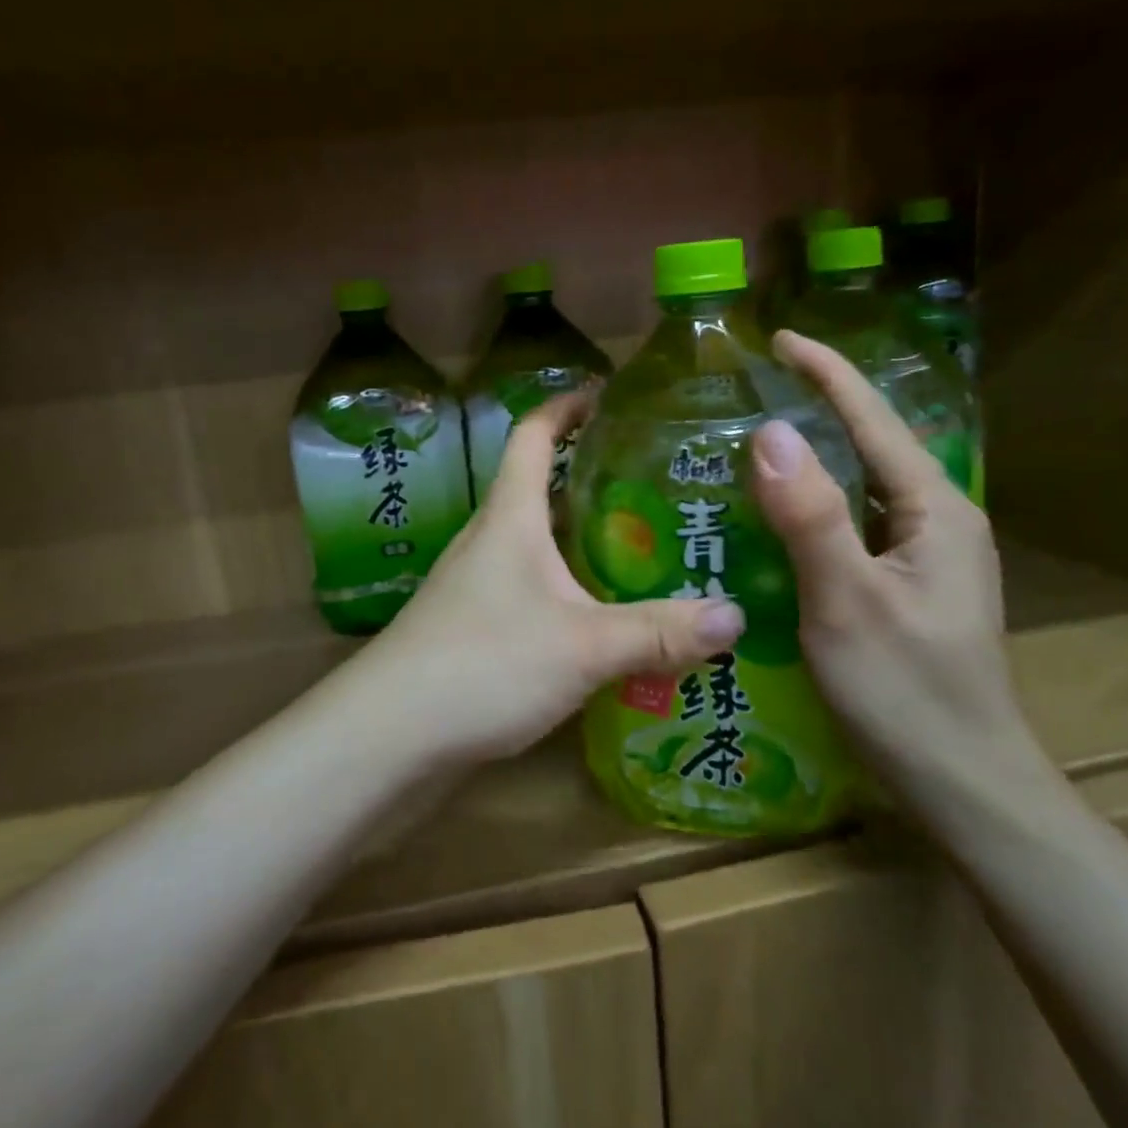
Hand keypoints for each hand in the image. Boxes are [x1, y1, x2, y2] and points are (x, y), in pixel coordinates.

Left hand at [356, 388, 745, 765]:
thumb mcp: (584, 645)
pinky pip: (535, 586)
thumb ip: (659, 631)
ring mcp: (480, 582)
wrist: (390, 732)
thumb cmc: (484, 663)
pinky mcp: (478, 623)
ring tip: (651, 547)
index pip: (534, 434)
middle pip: (545, 487)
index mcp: (511, 515)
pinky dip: (573, 586)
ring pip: (542, 541)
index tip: (610, 394)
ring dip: (587, 537)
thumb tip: (736, 615)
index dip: (567, 406)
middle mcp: (492, 537)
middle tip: (662, 485)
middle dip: (597, 477)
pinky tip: (608, 616)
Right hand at [749, 331, 1052, 812]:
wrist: (966, 785)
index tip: (778, 338)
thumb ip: (812, 515)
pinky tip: (779, 514)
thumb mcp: (848, 602)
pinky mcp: (909, 582)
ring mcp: (927, 554)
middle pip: (872, 443)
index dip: (827, 372)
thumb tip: (771, 431)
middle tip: (751, 389)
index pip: (874, 419)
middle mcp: (939, 519)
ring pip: (863, 484)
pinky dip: (816, 502)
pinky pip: (857, 521)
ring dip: (815, 456)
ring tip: (754, 441)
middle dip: (817, 406)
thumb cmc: (907, 693)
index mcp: (935, 510)